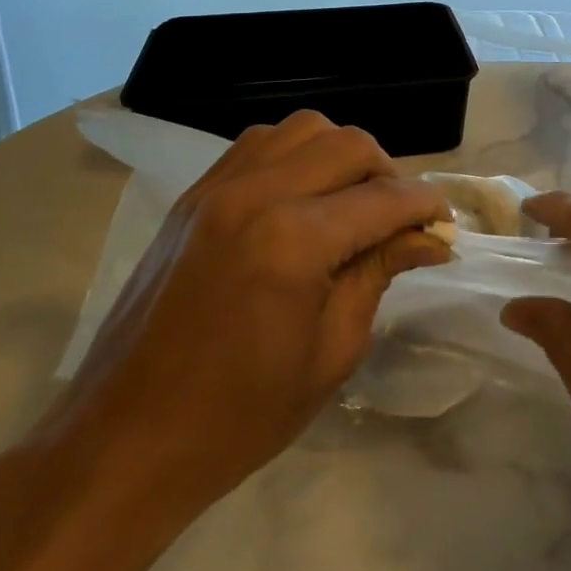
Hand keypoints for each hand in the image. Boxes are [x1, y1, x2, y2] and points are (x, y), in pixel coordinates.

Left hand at [47, 110, 453, 518]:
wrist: (125, 441)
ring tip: (350, 200)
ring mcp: (219, 187)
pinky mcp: (194, 195)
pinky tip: (300, 196)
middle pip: (349, 145)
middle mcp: (257, 194)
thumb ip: (379, 274)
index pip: (384, 199)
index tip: (445, 224)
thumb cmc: (239, 416)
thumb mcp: (331, 352)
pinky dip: (295, 155)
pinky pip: (259, 143)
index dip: (426, 206)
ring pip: (304, 129)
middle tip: (399, 219)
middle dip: (389, 174)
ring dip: (340, 156)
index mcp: (293, 241)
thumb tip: (429, 237)